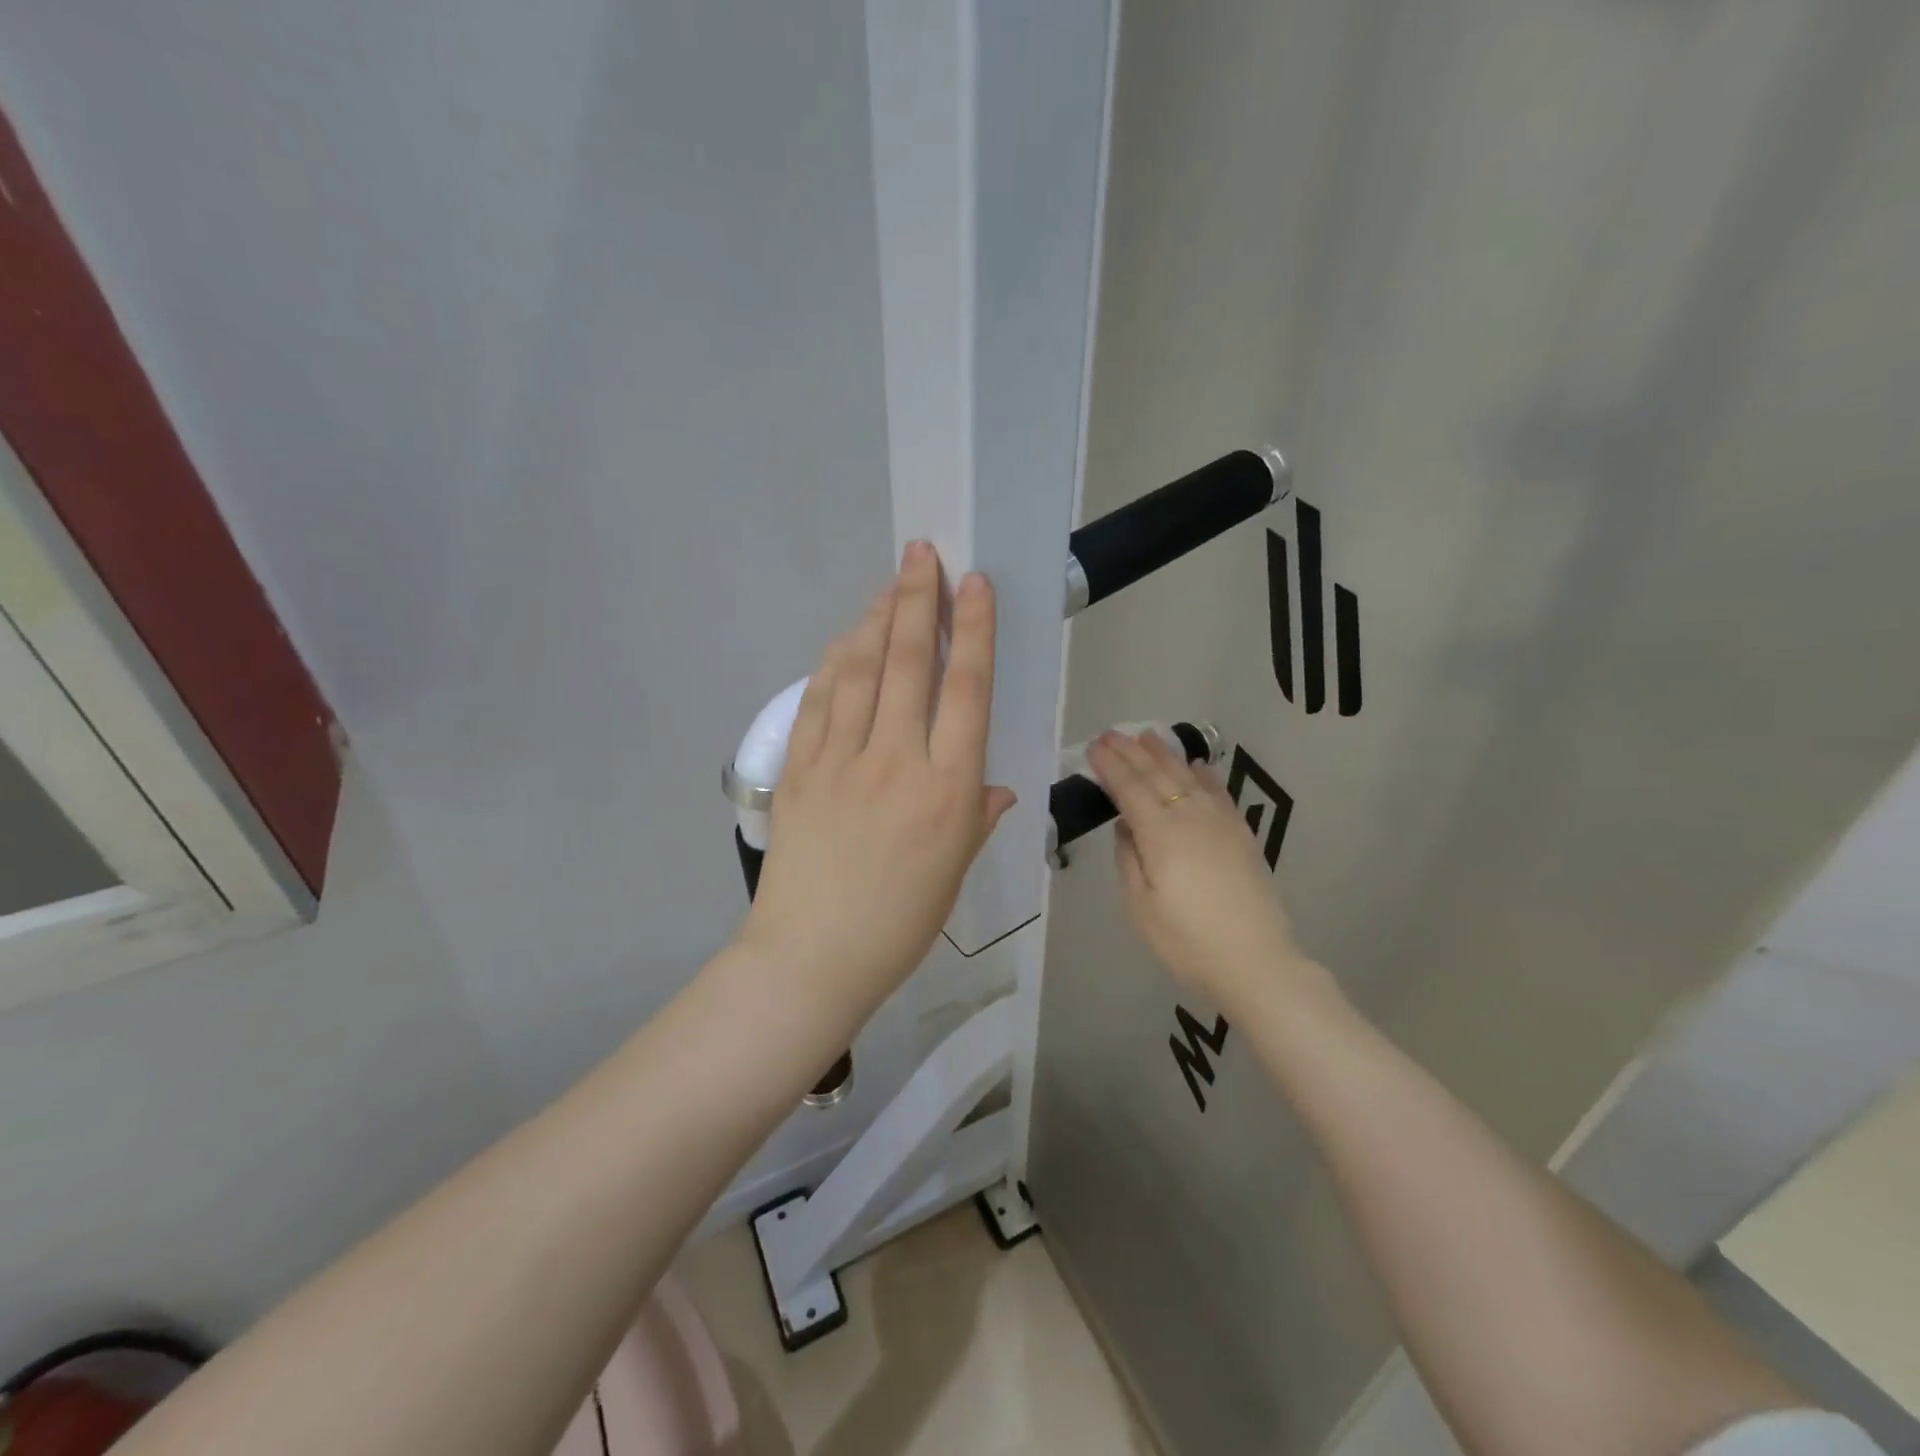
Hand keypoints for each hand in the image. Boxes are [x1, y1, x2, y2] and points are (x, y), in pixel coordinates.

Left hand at [738, 542, 1016, 1011]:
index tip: (973, 583)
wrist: (812, 957)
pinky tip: (846, 639)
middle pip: (908, 662)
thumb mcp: (955, 871)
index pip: (966, 689)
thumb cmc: (899, 923)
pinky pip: (819, 700)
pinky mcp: (799, 768)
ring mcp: (840, 759)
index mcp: (947, 788)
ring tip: (889, 583)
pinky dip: (834, 661)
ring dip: (875, 619)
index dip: (972, 629)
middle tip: (922, 554)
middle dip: (917, 599)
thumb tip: (993, 786)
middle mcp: (896, 760)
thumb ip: (976, 817)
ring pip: (860, 669)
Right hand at [1087, 730, 1328, 1011]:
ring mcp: (1220, 822)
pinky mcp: (1241, 834)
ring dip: (1165, 754)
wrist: (1255, 962)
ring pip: (1188, 776)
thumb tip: (1126, 825)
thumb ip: (1129, 858)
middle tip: (1111, 734)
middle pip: (1156, 775)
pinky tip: (1197, 765)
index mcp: (1159, 833)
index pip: (1129, 788)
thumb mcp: (1140, 906)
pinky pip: (1219, 792)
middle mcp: (1190, 816)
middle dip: (1131, 752)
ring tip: (1147, 736)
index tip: (1093, 747)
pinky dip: (1204, 774)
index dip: (1110, 766)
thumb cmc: (1187, 940)